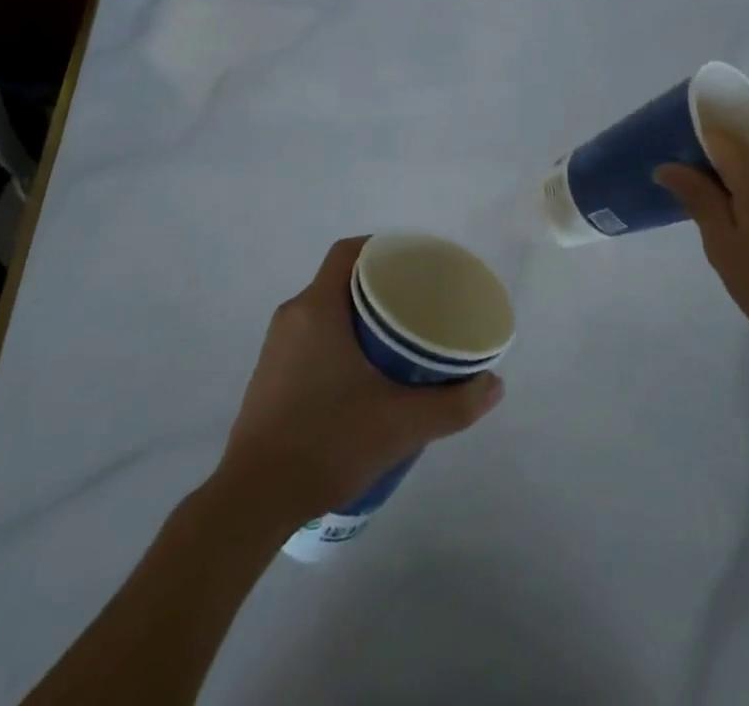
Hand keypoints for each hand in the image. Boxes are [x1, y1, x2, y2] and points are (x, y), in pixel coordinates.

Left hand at [216, 237, 503, 525]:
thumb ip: (453, 404)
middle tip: (417, 305)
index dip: (382, 247)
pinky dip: (339, 339)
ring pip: (324, 310)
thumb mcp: (401, 424)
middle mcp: (293, 316)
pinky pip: (310, 337)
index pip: (348, 251)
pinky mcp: (269, 376)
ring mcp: (276, 347)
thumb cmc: (327, 442)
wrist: (253, 500)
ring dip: (358, 315)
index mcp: (318, 308)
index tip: (414, 264)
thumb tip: (495, 385)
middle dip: (379, 286)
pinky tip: (362, 375)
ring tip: (397, 339)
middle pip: (340, 279)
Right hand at [656, 130, 748, 369]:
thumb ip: (696, 196)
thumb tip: (667, 166)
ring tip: (742, 235)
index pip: (716, 135)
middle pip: (740, 151)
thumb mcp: (722, 242)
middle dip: (720, 176)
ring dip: (745, 189)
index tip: (685, 185)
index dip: (694, 153)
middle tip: (711, 221)